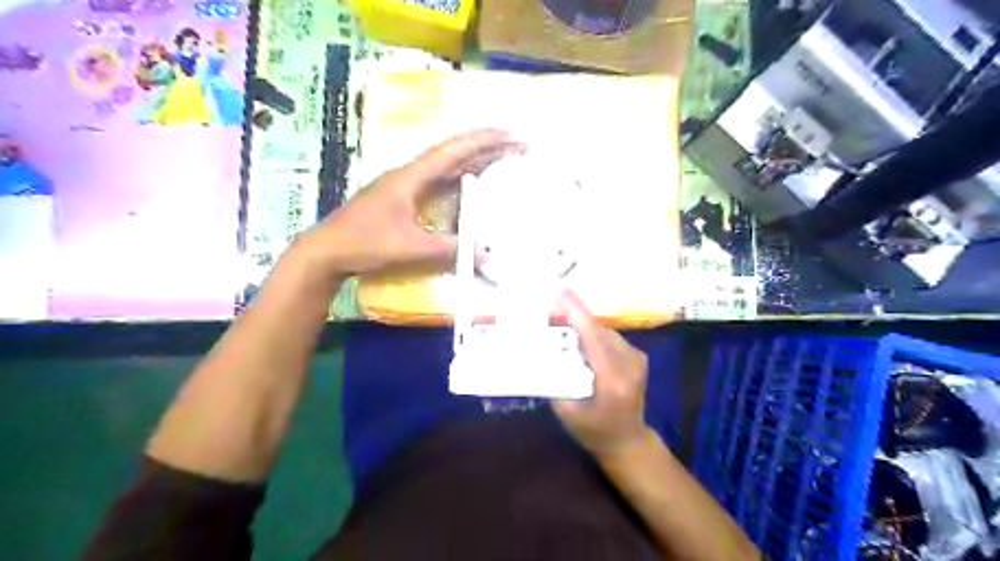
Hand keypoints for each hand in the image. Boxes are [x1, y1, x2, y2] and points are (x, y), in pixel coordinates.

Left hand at [294, 132, 522, 280]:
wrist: (327, 251)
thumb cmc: (364, 244)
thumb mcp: (409, 248)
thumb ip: (447, 249)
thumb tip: (485, 254)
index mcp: (410, 177)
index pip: (452, 152)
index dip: (482, 141)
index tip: (509, 134)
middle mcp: (409, 174)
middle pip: (453, 153)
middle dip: (486, 147)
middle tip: (517, 145)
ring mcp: (404, 185)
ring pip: (446, 165)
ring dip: (474, 160)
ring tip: (501, 158)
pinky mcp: (402, 197)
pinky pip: (439, 180)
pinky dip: (460, 176)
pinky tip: (470, 183)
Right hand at [550, 291, 653, 457]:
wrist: (628, 441)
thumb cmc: (594, 431)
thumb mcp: (567, 411)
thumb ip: (555, 380)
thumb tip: (540, 351)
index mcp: (612, 379)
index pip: (593, 338)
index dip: (576, 313)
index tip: (560, 293)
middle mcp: (629, 363)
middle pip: (597, 330)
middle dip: (573, 319)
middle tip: (548, 315)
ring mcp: (637, 359)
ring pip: (604, 332)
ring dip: (583, 328)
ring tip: (561, 328)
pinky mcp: (638, 356)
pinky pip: (610, 338)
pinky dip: (593, 335)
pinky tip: (579, 343)